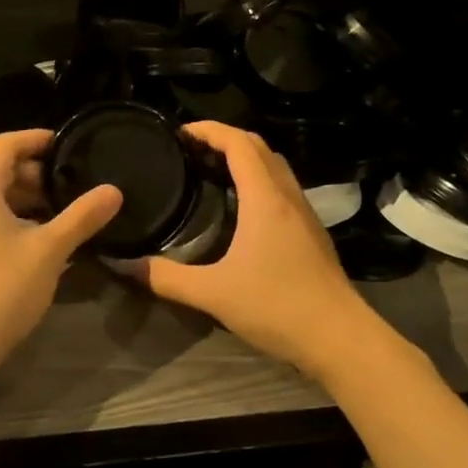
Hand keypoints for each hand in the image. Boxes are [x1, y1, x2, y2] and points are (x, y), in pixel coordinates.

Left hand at [0, 129, 122, 374]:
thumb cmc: (1, 289)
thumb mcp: (49, 250)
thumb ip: (82, 217)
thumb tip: (114, 190)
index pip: (5, 144)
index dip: (37, 138)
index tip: (68, 143)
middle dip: (37, 173)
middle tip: (74, 183)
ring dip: (29, 199)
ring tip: (66, 211)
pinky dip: (15, 218)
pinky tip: (44, 239)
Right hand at [130, 121, 371, 373]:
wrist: (340, 337)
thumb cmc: (277, 306)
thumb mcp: (214, 294)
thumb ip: (168, 278)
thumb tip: (128, 266)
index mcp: (264, 198)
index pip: (238, 142)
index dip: (209, 129)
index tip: (181, 132)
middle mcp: (287, 195)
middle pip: (258, 147)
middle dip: (224, 138)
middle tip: (191, 150)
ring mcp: (304, 213)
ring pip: (275, 166)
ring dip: (245, 158)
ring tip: (212, 170)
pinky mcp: (312, 232)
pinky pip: (282, 187)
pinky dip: (259, 179)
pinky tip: (241, 207)